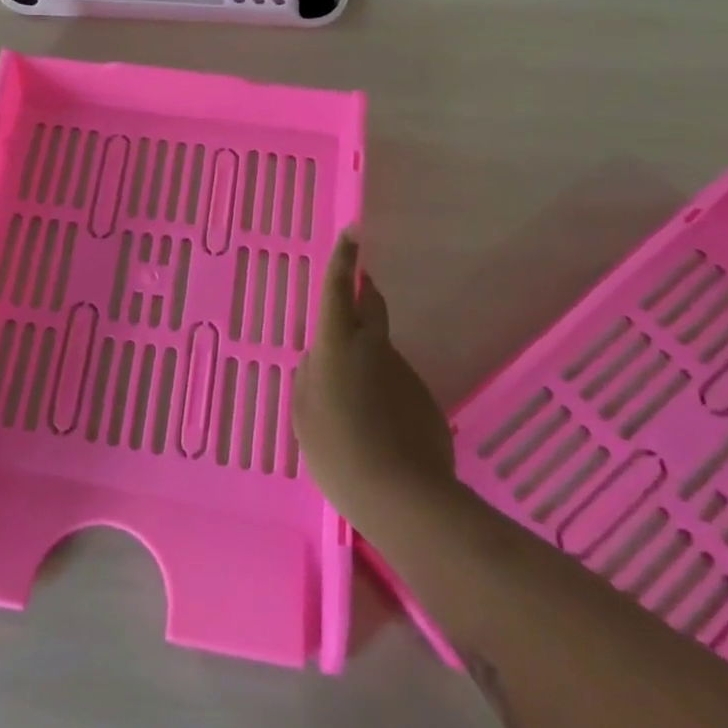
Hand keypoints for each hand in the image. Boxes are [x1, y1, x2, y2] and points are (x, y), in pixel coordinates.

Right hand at [292, 232, 455, 535]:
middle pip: (370, 306)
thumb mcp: (304, 413)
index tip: (353, 231)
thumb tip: (319, 357)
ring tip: (351, 401)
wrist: (404, 497)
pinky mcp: (423, 398)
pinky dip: (382, 392)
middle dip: (362, 291)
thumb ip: (309, 375)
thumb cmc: (338, 451)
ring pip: (380, 351)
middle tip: (355, 288)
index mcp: (337, 345)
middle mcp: (374, 348)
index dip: (342, 259)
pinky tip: (375, 428)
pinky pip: (394, 383)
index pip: (337, 291)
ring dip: (366, 358)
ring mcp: (403, 372)